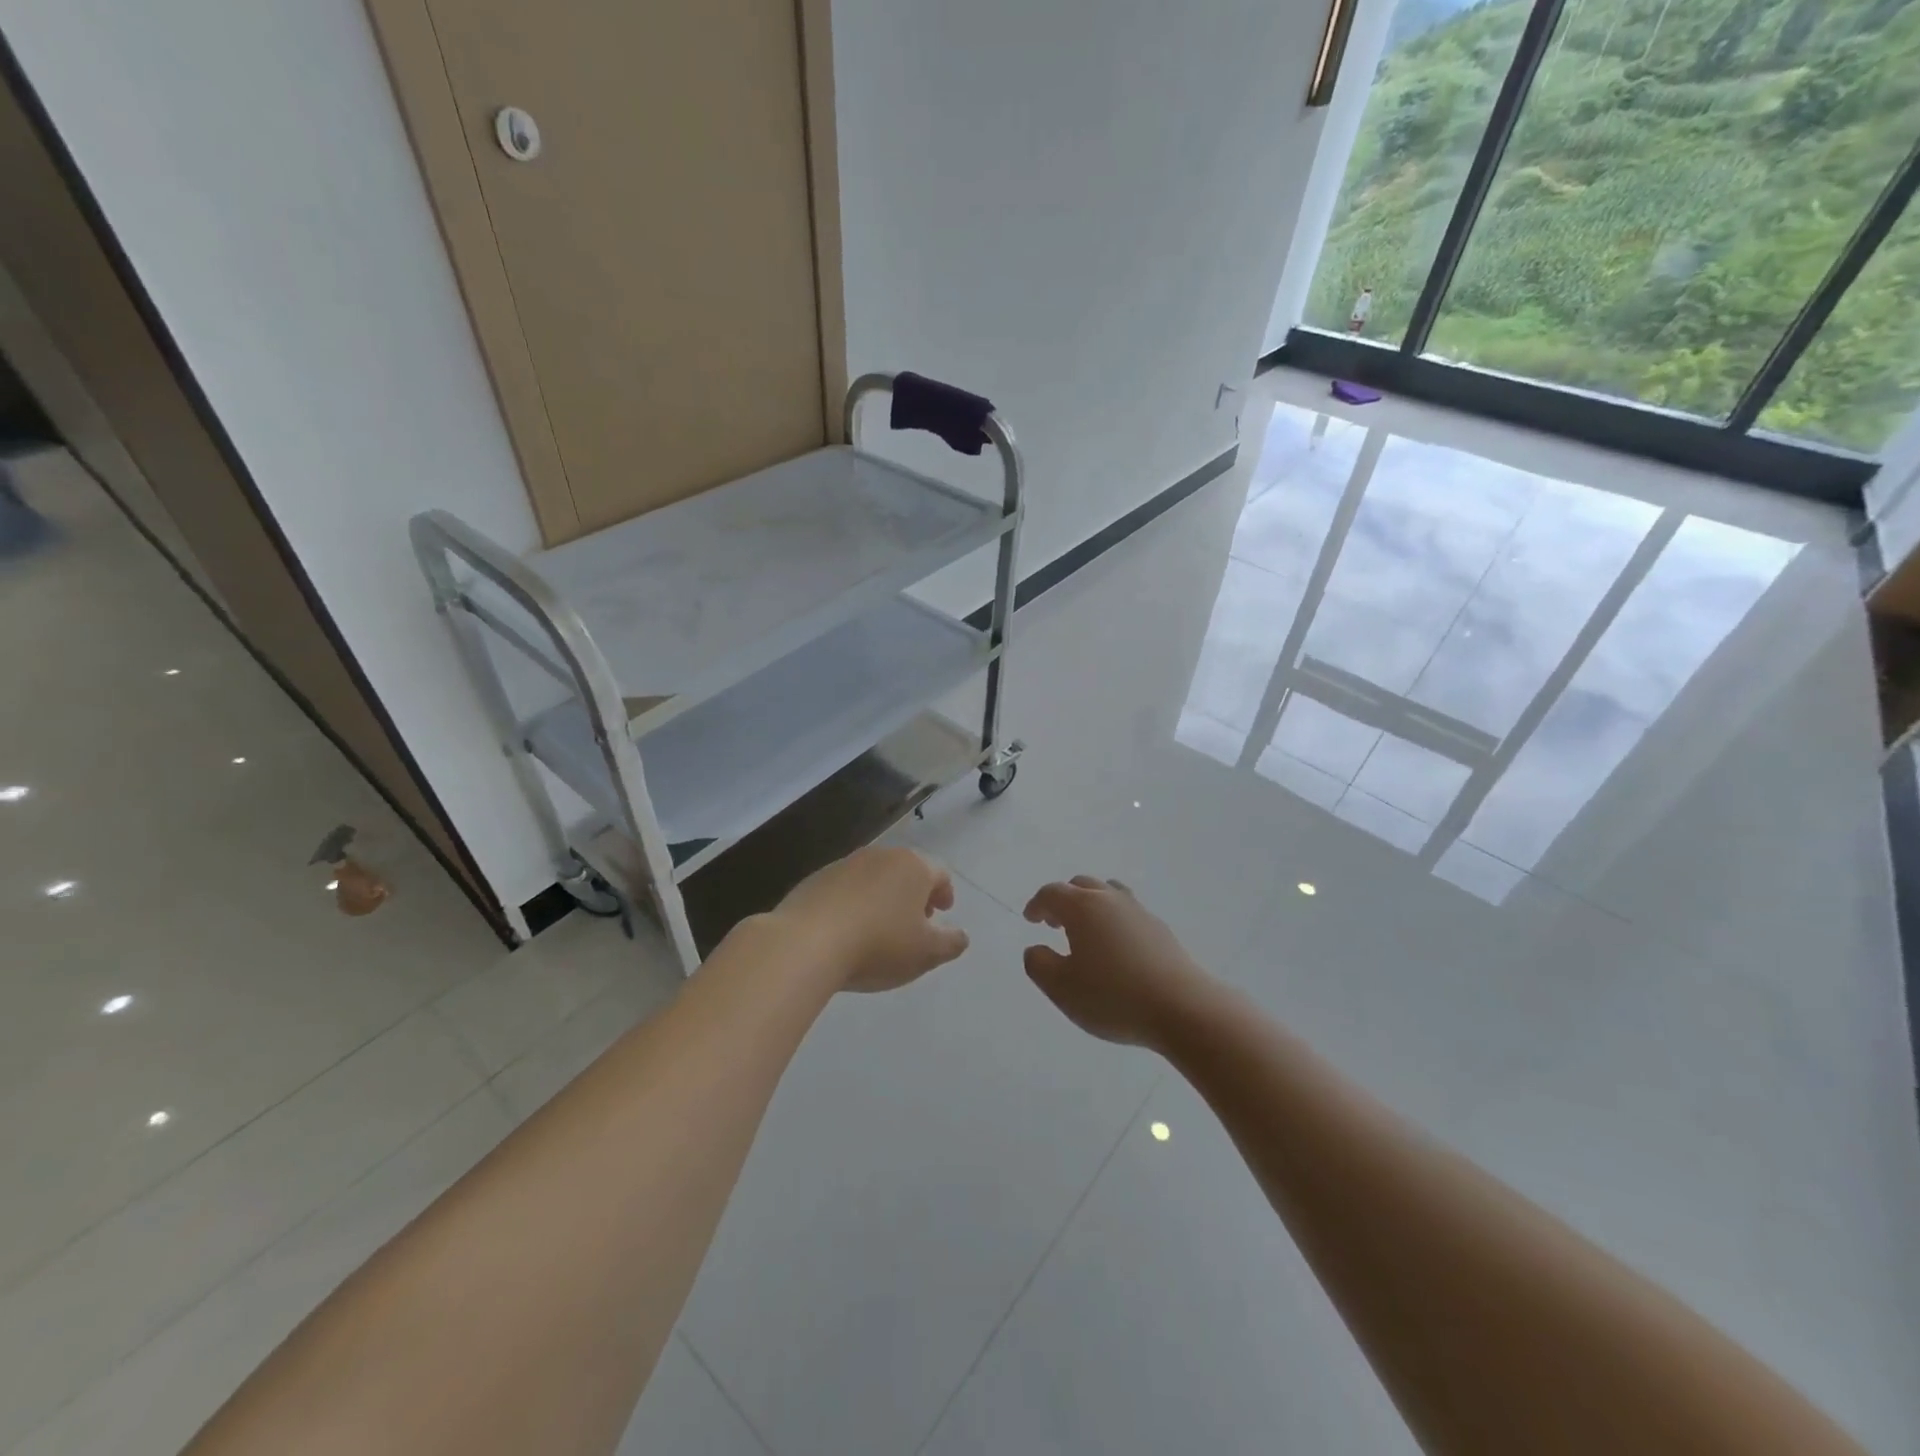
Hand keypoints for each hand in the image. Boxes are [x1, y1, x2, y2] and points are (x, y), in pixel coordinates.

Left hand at [774, 846, 969, 992]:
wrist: (805, 943)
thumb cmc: (878, 945)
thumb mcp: (926, 953)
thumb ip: (951, 942)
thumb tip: (961, 935)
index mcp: (912, 866)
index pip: (939, 873)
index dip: (945, 893)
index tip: (943, 912)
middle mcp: (880, 856)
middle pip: (906, 871)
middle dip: (914, 894)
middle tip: (916, 920)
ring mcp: (844, 864)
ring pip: (874, 878)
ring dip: (883, 897)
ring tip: (880, 928)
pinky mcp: (815, 879)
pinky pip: (845, 889)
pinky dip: (854, 903)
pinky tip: (848, 930)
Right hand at [1022, 877, 1215, 1047]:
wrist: (1182, 1008)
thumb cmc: (1113, 997)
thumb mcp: (1061, 988)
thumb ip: (1039, 964)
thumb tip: (1036, 948)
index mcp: (1082, 907)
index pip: (1052, 893)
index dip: (1037, 904)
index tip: (1030, 919)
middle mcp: (1110, 899)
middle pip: (1081, 885)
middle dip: (1063, 900)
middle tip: (1054, 923)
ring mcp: (1139, 911)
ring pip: (1109, 893)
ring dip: (1091, 904)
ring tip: (1086, 930)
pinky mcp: (1160, 929)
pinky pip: (1128, 911)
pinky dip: (1113, 919)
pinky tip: (1116, 947)